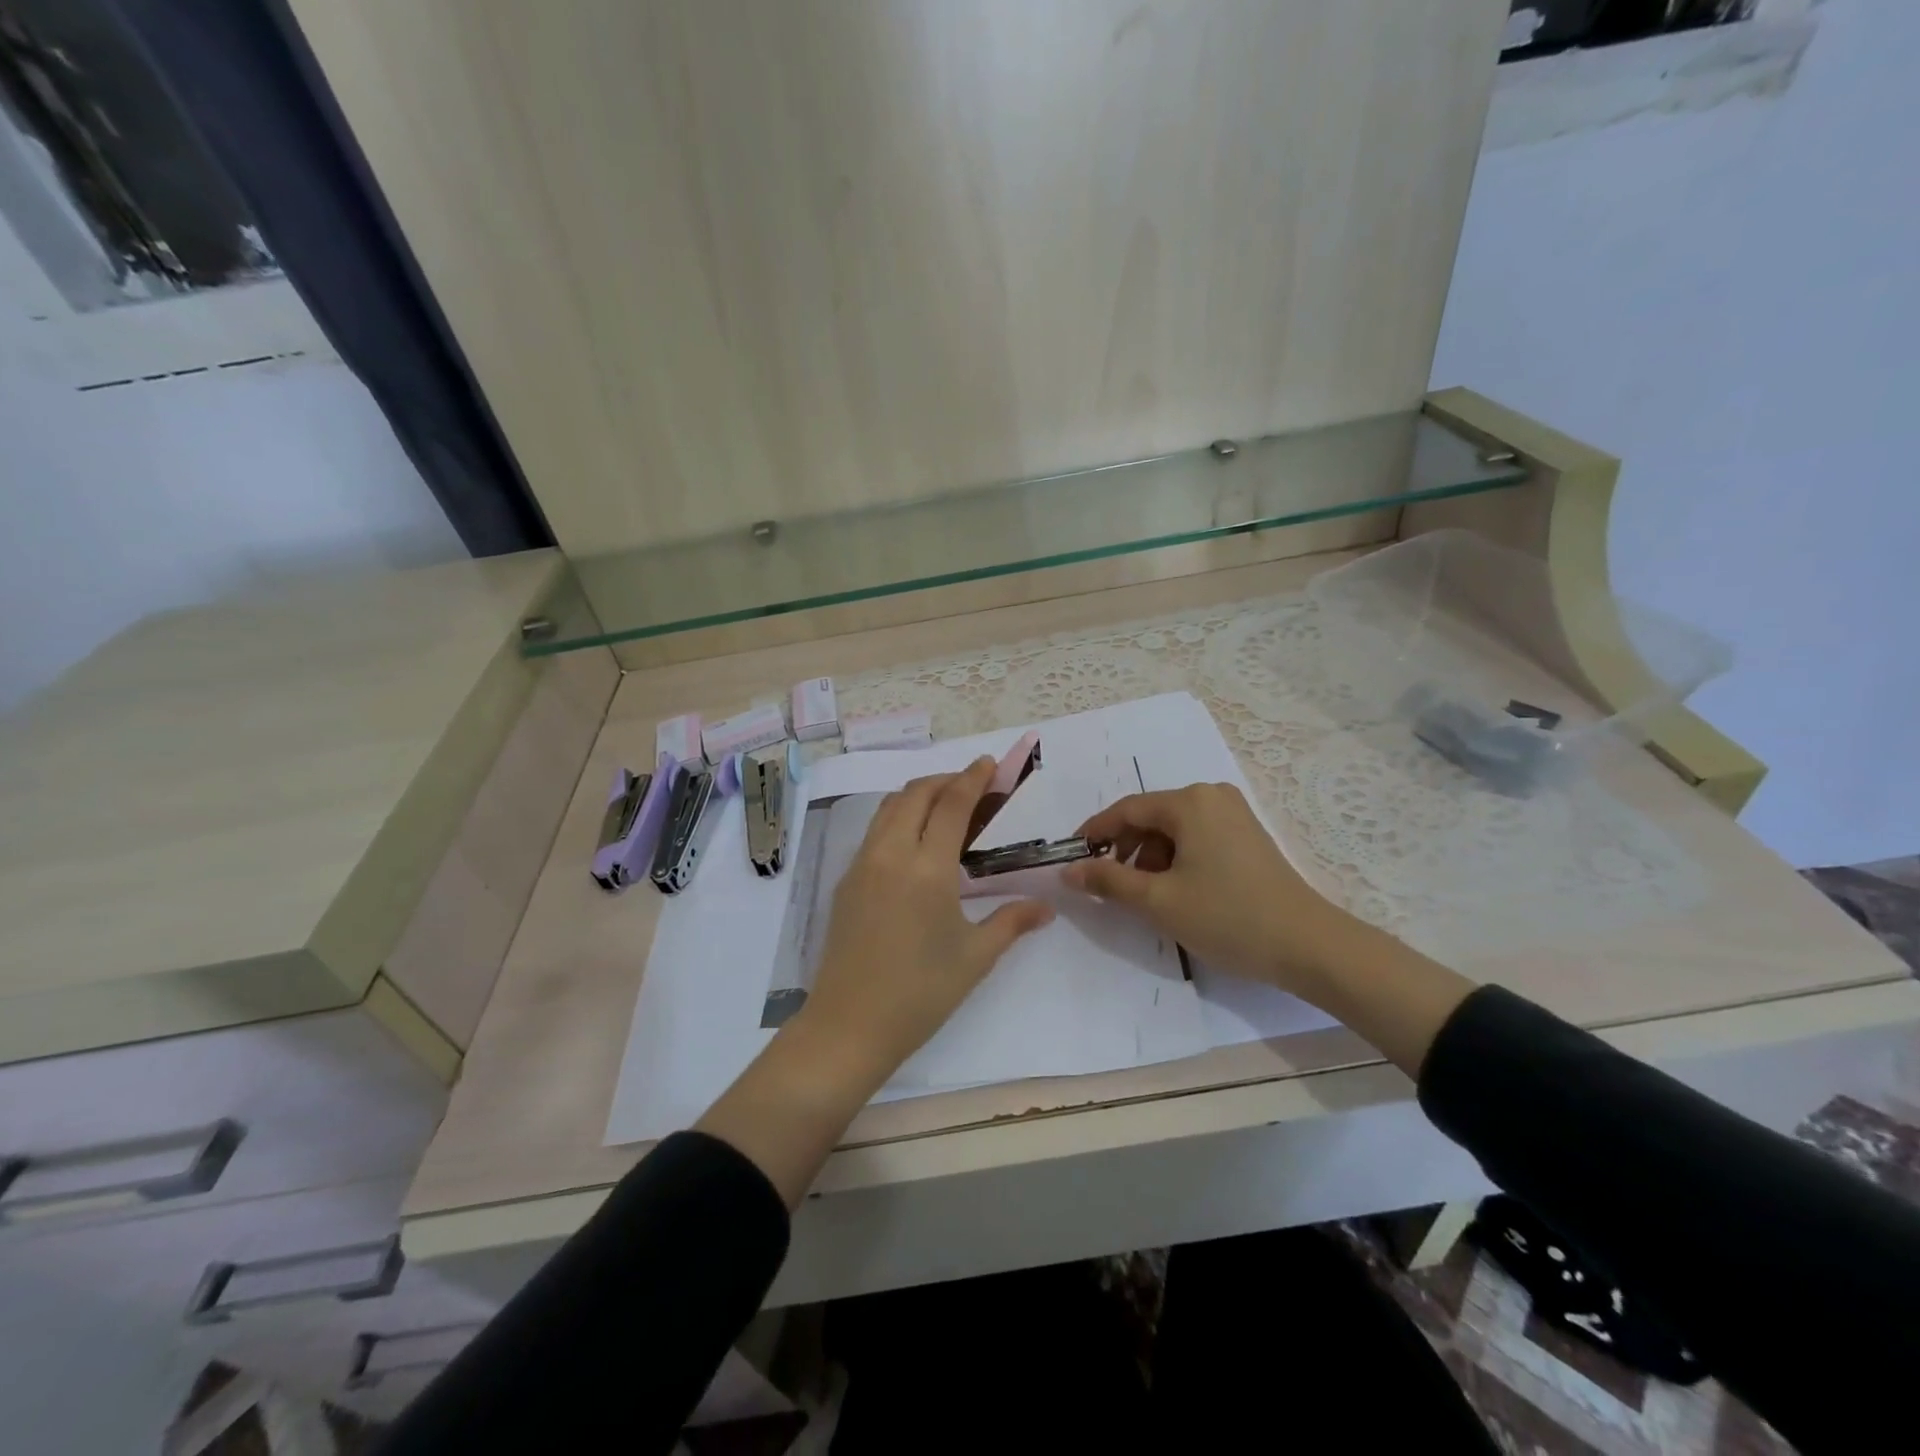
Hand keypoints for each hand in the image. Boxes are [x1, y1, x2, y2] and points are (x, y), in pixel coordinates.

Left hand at [796, 757, 1054, 1089]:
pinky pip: (874, 831)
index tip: (989, 763)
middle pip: (915, 794)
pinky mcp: (845, 881)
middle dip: (945, 780)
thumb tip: (1046, 907)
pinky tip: (914, 842)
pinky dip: (898, 817)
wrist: (849, 1025)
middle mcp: (890, 854)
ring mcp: (861, 865)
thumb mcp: (975, 957)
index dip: (972, 778)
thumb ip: (1012, 921)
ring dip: (918, 795)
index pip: (952, 805)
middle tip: (972, 785)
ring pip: (889, 808)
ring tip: (944, 806)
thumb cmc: (920, 993)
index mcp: (927, 869)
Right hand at [1065, 782, 1363, 997]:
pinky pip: (1196, 837)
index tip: (1072, 857)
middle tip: (1108, 885)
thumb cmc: (1228, 917)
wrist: (1309, 946)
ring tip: (1146, 896)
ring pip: (1173, 829)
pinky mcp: (1247, 836)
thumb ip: (1108, 880)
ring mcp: (1234, 814)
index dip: (1094, 833)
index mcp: (1189, 802)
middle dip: (1124, 849)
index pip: (1126, 810)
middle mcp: (1211, 796)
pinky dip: (1176, 859)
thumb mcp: (1159, 901)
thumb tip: (1068, 870)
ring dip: (1150, 857)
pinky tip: (1176, 891)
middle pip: (1150, 817)